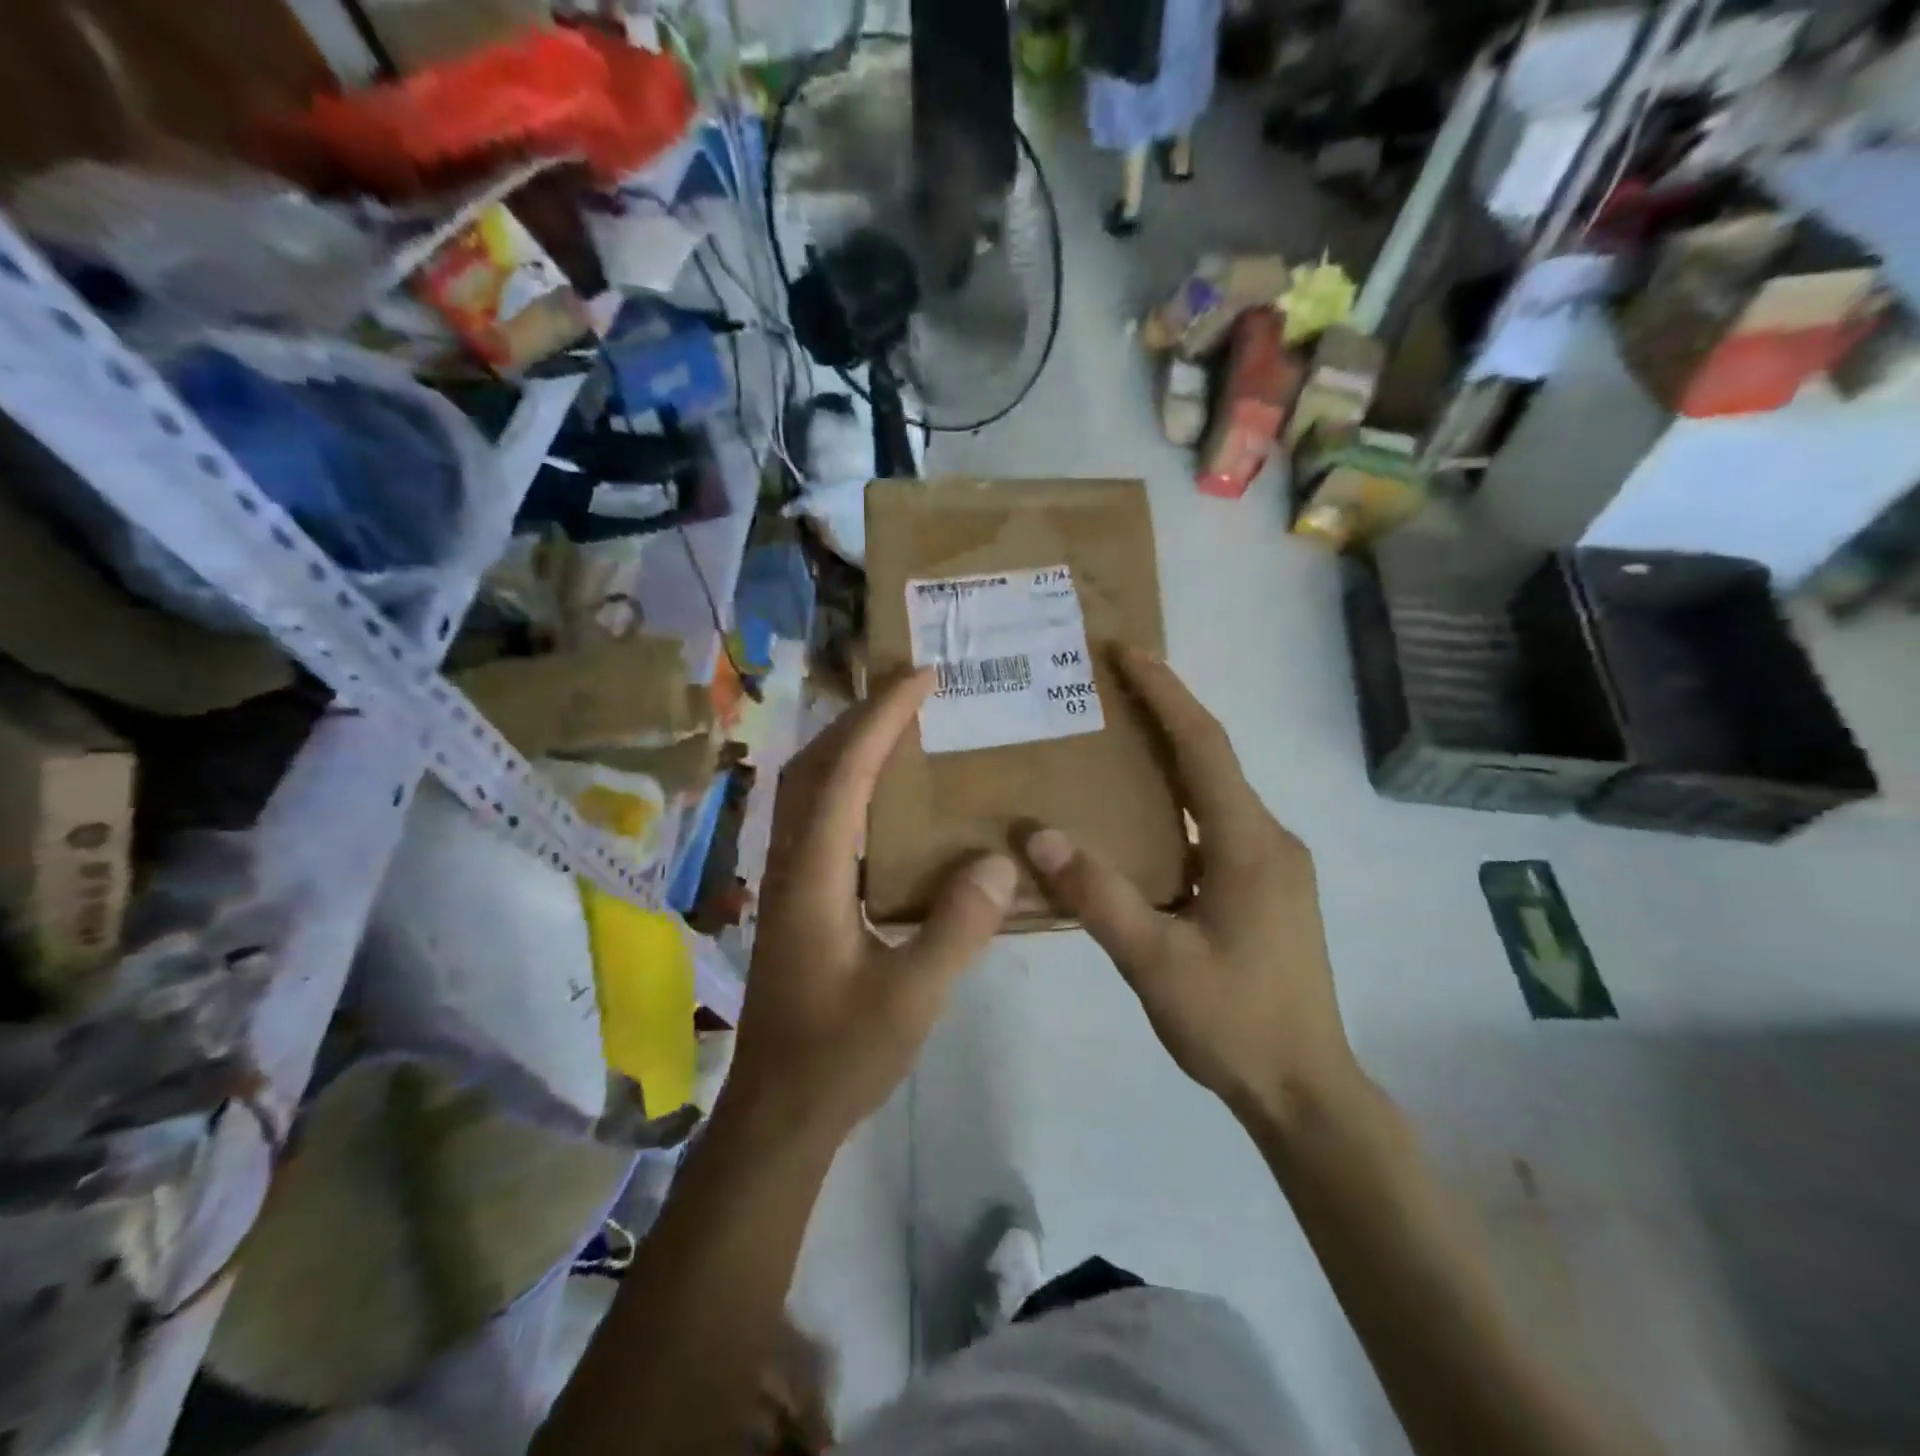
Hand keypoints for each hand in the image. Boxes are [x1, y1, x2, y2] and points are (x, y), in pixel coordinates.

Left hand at [724, 670, 1016, 1144]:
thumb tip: (998, 860)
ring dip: (848, 745)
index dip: (880, 718)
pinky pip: (817, 817)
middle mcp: (790, 864)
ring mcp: (786, 880)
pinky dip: (846, 784)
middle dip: (859, 716)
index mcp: (812, 877)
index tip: (919, 677)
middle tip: (911, 688)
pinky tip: (882, 797)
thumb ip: (957, 928)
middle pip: (812, 766)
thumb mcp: (912, 999)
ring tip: (899, 724)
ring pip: (807, 789)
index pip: (844, 775)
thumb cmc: (840, 1057)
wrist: (777, 1114)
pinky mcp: (795, 899)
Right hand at [1022, 649, 1356, 1123]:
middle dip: (1166, 713)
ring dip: (1173, 756)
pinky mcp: (1269, 887)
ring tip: (1117, 739)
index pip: (1204, 747)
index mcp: (1248, 844)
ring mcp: (1275, 864)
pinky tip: (1143, 817)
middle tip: (1109, 687)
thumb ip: (1097, 896)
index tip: (1127, 652)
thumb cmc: (1234, 1024)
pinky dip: (1181, 799)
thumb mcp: (1155, 963)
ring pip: (1217, 791)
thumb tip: (1037, 835)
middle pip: (1213, 758)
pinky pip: (1219, 822)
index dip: (1166, 693)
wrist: (1307, 1091)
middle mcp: (1270, 839)